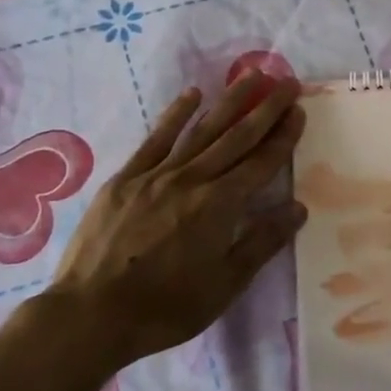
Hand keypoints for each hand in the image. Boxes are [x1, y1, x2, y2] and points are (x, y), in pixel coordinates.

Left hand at [46, 74, 306, 372]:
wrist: (90, 314)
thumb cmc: (165, 307)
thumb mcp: (225, 285)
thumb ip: (262, 243)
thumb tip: (298, 208)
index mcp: (220, 205)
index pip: (261, 163)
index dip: (284, 137)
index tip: (299, 111)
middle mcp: (193, 179)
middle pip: (237, 137)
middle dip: (266, 109)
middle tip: (287, 82)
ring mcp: (157, 174)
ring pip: (202, 129)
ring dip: (230, 101)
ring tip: (252, 76)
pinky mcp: (126, 178)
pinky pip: (157, 138)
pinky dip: (176, 114)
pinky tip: (192, 94)